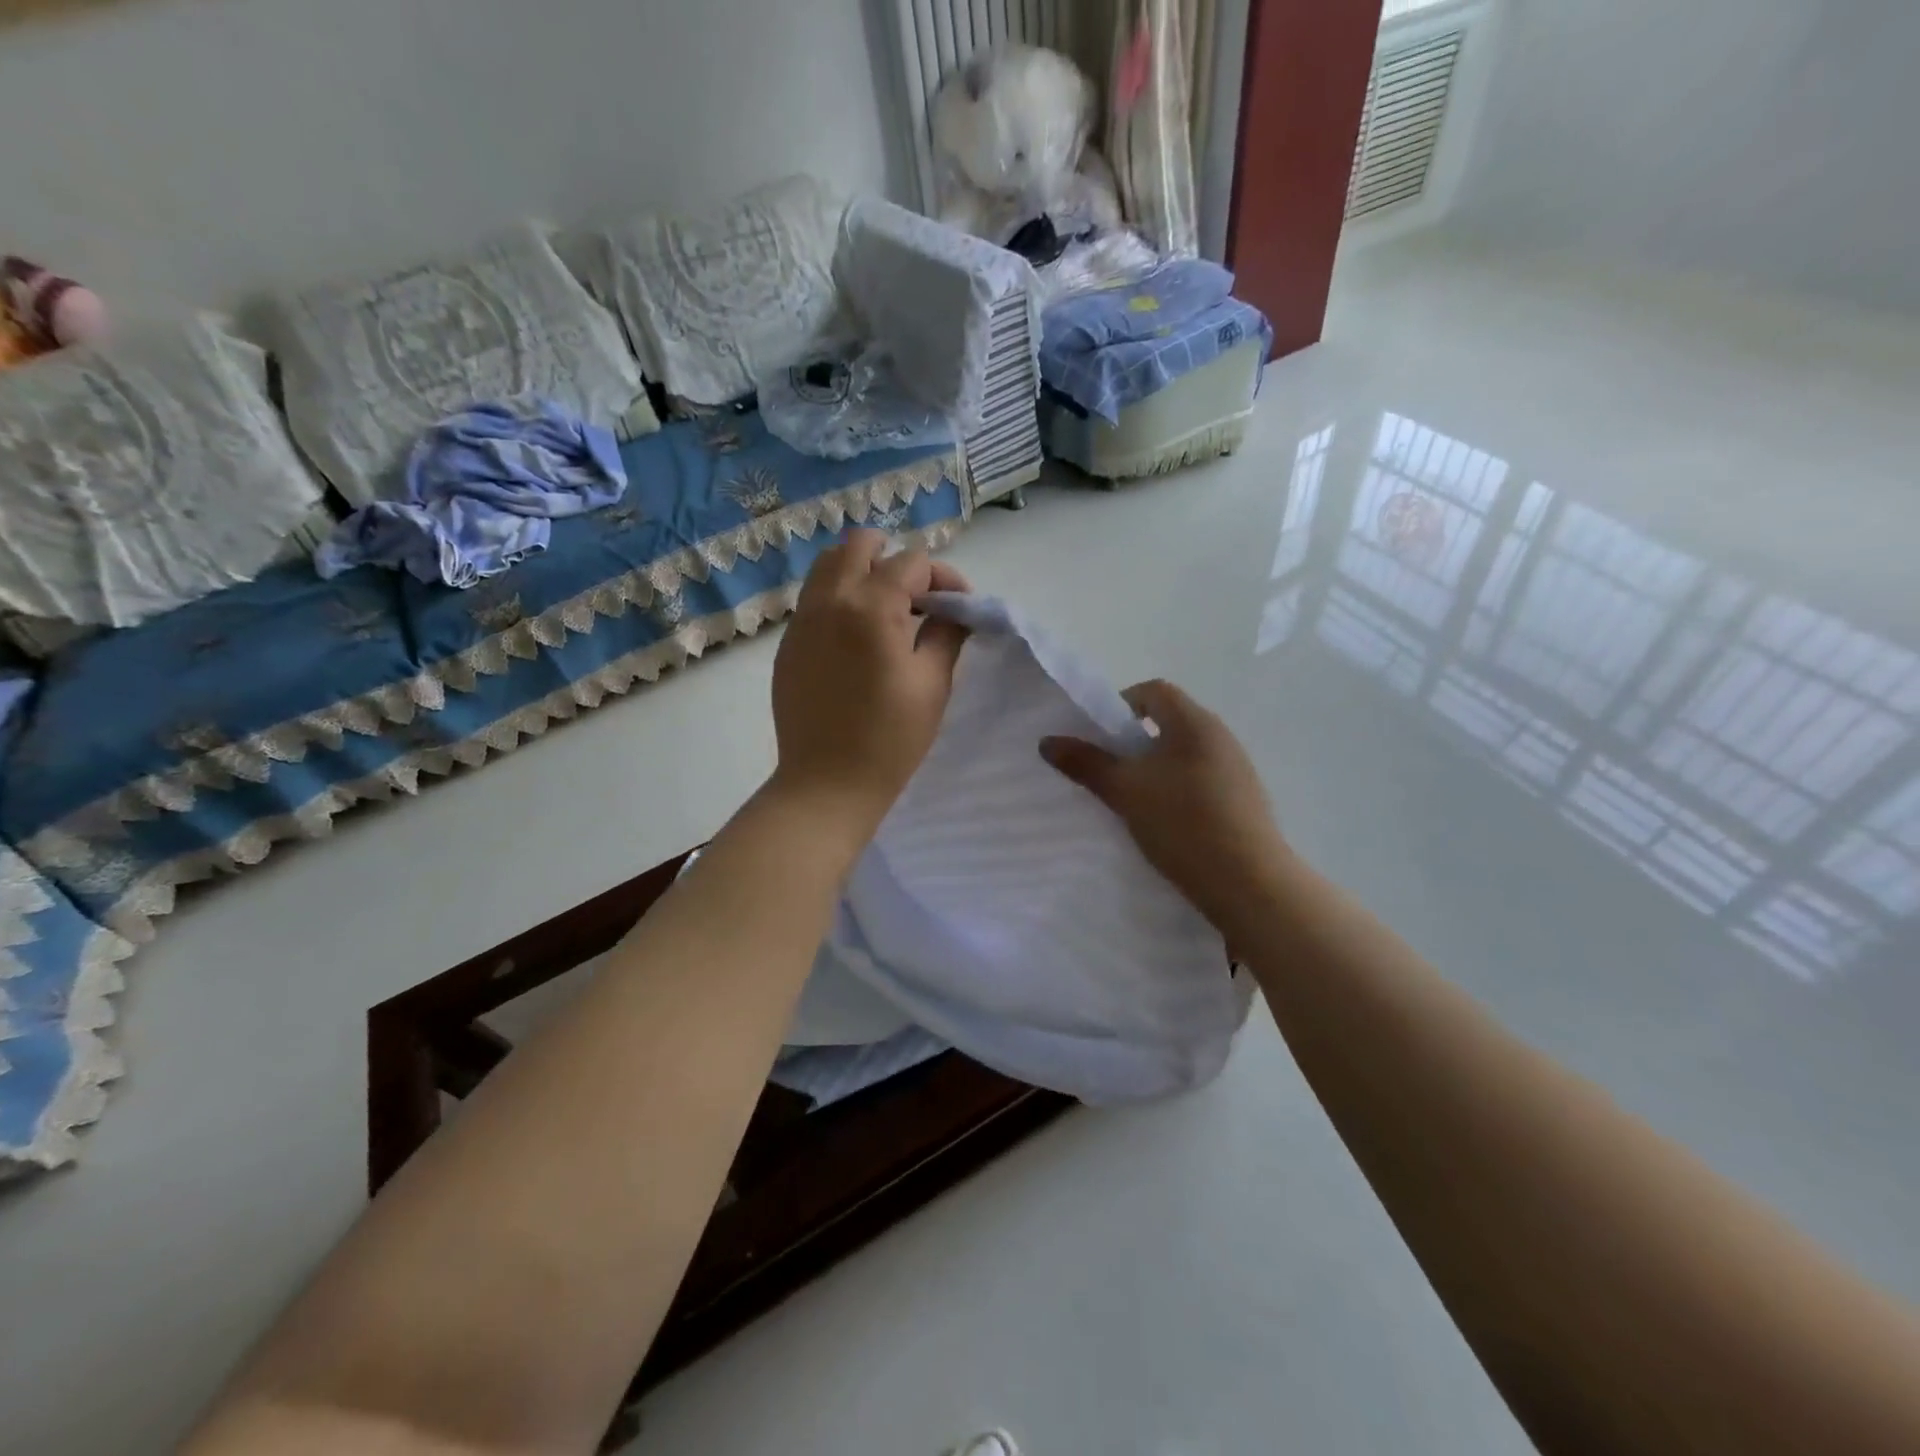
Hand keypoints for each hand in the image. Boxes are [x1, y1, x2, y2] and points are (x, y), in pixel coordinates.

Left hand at [770, 529, 969, 834]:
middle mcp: (830, 600)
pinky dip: (840, 597)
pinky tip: (858, 636)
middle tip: (919, 597)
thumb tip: (954, 610)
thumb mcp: (933, 684)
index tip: (959, 607)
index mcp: (870, 608)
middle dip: (896, 559)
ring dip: (863, 571)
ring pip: (829, 565)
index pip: (912, 562)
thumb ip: (946, 633)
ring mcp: (802, 620)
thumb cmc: (890, 740)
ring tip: (887, 609)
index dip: (944, 577)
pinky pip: (814, 597)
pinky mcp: (788, 642)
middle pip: (860, 545)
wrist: (827, 784)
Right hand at [1041, 680, 1289, 935]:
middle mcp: (1220, 737)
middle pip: (1168, 722)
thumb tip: (1047, 741)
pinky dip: (1176, 792)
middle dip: (1133, 742)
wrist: (1249, 883)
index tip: (1099, 738)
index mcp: (1194, 722)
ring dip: (1154, 770)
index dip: (1120, 705)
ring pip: (1183, 755)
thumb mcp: (1124, 791)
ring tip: (1131, 802)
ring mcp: (1236, 770)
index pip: (1153, 690)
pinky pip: (1200, 782)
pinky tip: (1164, 825)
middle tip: (1108, 772)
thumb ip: (1086, 763)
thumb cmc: (1182, 823)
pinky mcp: (1243, 802)